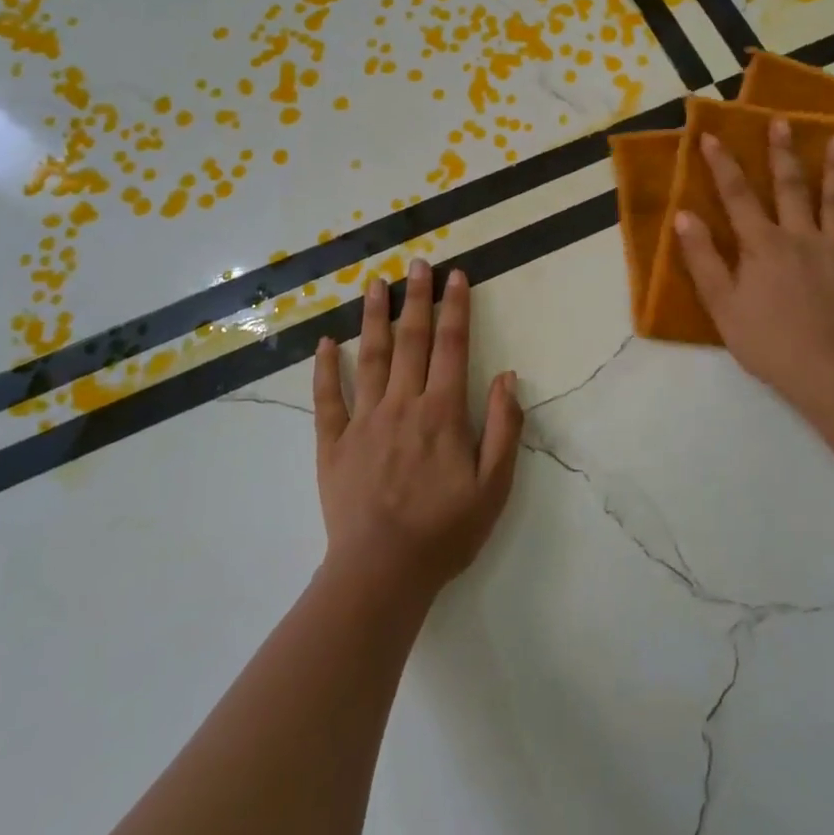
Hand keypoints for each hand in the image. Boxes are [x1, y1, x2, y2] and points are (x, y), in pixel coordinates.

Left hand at [312, 260, 522, 603]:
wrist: (382, 572)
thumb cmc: (445, 531)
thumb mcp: (495, 486)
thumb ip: (504, 428)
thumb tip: (508, 377)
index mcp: (442, 413)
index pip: (452, 347)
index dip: (456, 308)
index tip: (456, 275)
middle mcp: (402, 404)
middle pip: (411, 340)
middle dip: (416, 298)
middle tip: (417, 262)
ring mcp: (364, 421)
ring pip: (369, 357)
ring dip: (373, 317)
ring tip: (374, 283)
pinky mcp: (333, 443)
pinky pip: (328, 398)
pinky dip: (325, 368)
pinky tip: (326, 341)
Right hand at [674, 118, 833, 408]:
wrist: (828, 372)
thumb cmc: (766, 341)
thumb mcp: (721, 304)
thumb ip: (702, 258)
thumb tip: (684, 215)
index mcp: (762, 244)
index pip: (737, 196)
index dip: (722, 165)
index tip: (711, 135)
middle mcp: (801, 237)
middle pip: (791, 188)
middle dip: (783, 153)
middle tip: (783, 121)